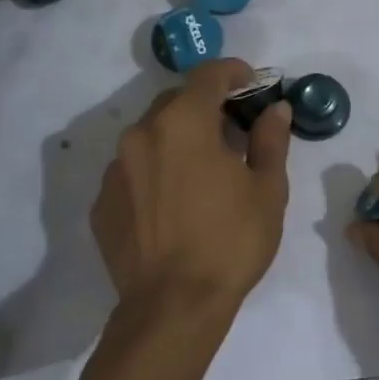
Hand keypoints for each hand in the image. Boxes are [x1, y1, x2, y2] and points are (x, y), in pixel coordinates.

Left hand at [90, 60, 291, 331]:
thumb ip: (270, 140)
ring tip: (202, 169)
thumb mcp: (267, 190)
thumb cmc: (230, 242)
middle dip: (205, 106)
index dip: (233, 72)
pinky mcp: (102, 202)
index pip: (207, 75)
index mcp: (183, 123)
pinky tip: (174, 202)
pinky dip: (155, 171)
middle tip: (232, 131)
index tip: (251, 82)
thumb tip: (276, 109)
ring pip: (151, 135)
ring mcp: (115, 169)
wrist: (172, 308)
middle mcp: (141, 134)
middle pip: (176, 101)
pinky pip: (133, 170)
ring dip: (178, 138)